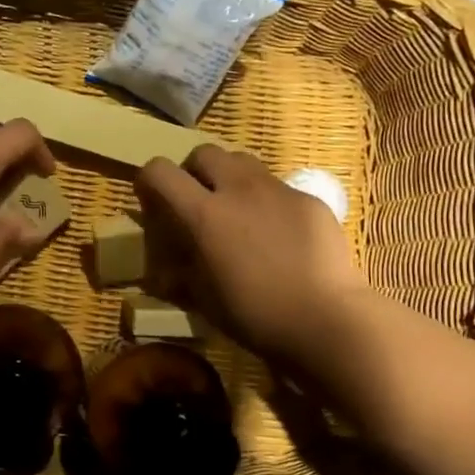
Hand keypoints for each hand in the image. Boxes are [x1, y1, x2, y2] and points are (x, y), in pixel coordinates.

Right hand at [135, 146, 364, 367]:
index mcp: (204, 215)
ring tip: (237, 212)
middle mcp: (239, 190)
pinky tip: (278, 235)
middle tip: (197, 203)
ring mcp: (278, 191)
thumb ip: (181, 271)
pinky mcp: (309, 200)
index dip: (148, 181)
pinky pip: (278, 187)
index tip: (152, 202)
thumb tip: (167, 268)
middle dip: (193, 172)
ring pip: (243, 162)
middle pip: (205, 153)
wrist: (326, 320)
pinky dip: (266, 201)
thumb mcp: (203, 299)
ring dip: (230, 178)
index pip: (160, 172)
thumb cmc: (255, 315)